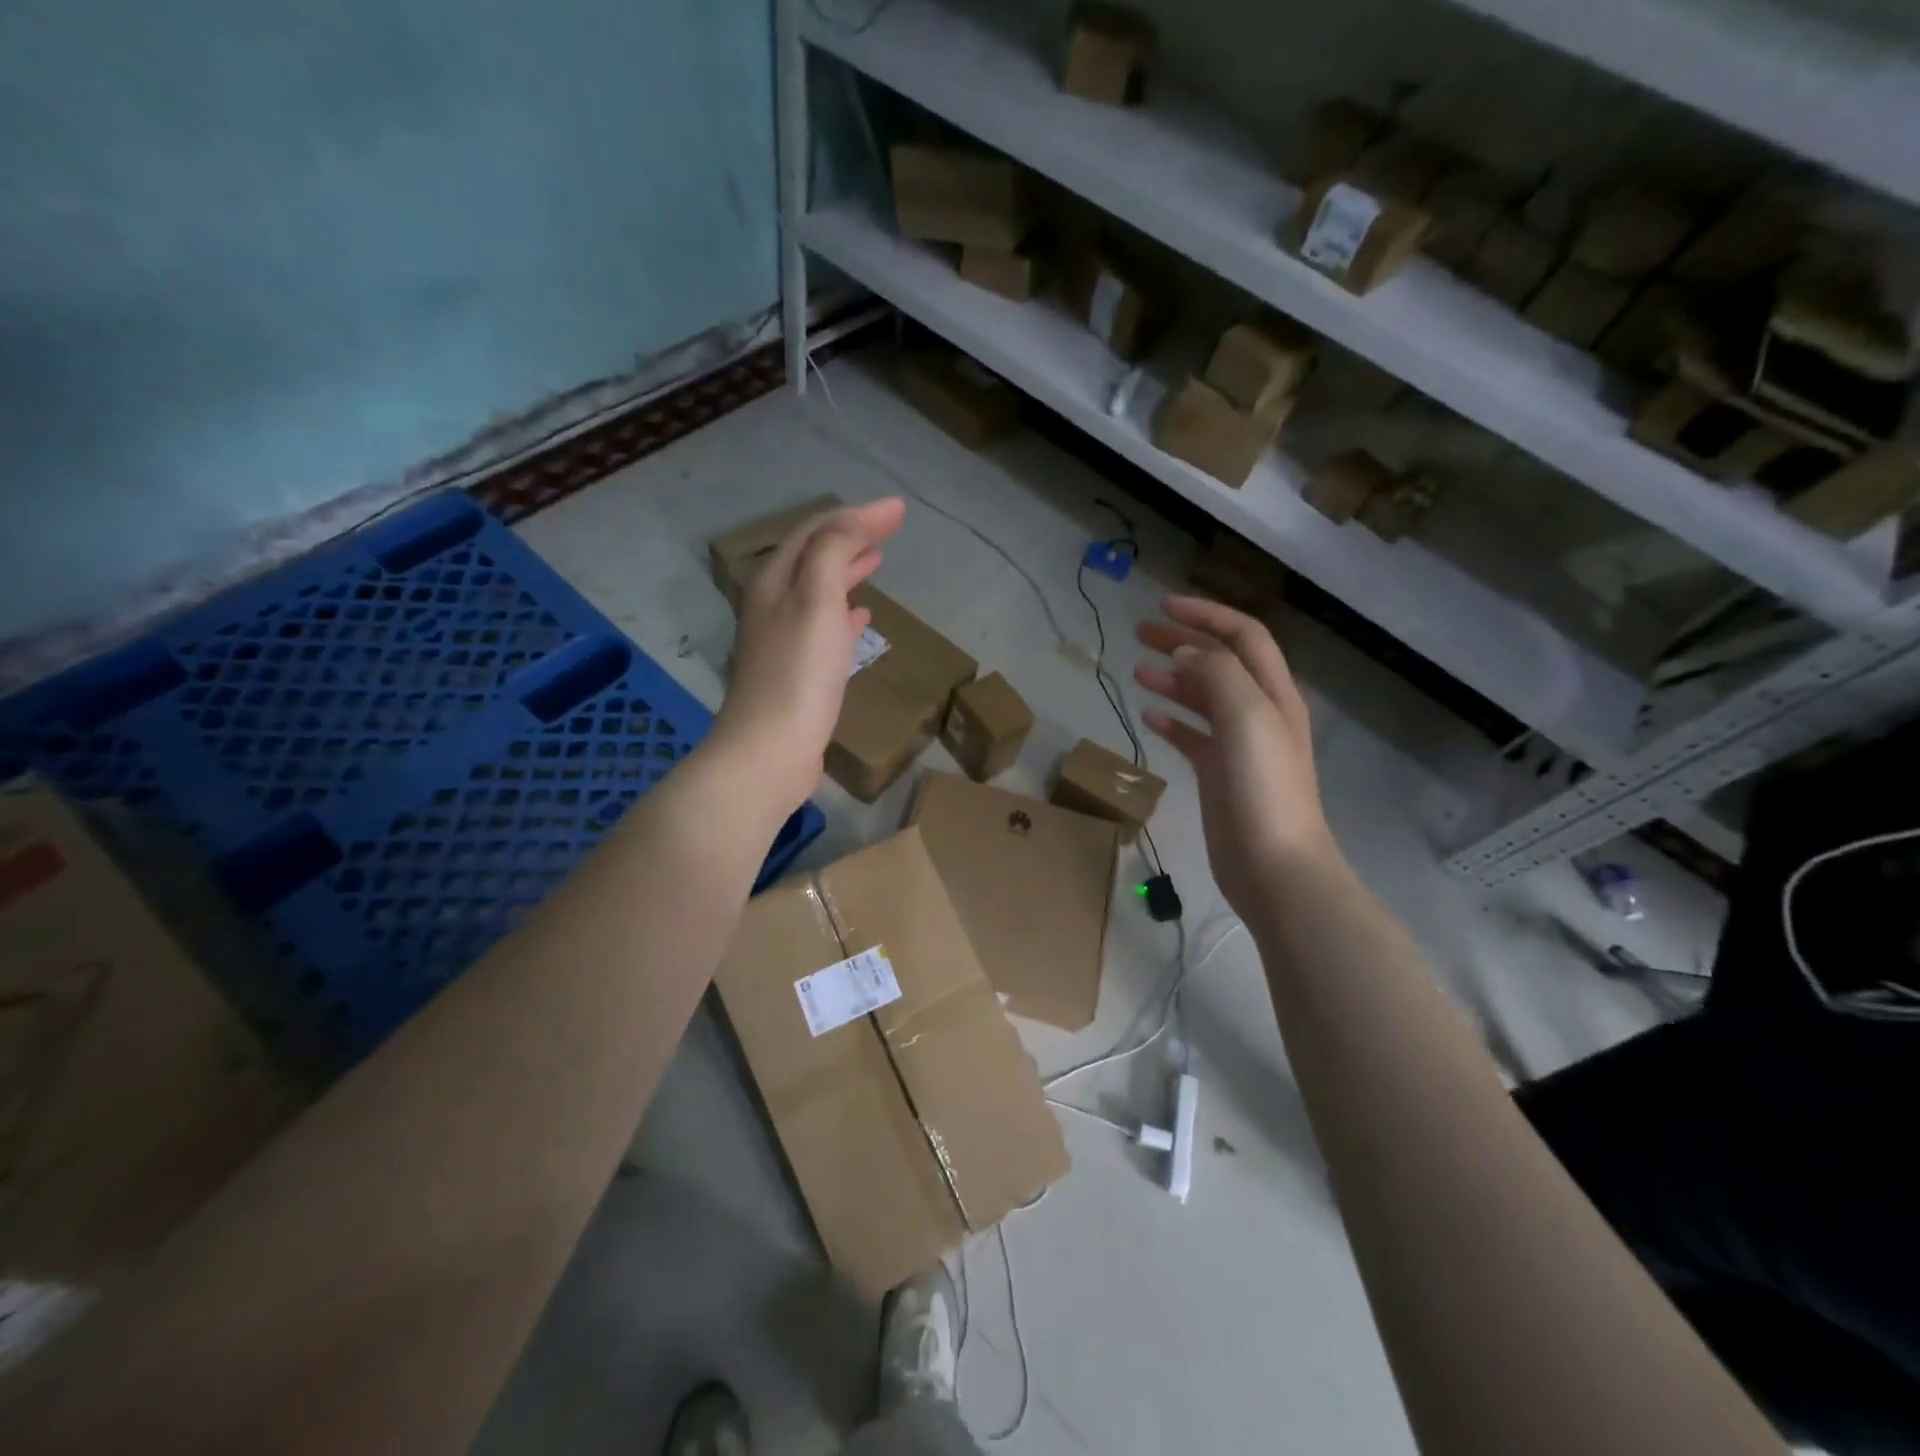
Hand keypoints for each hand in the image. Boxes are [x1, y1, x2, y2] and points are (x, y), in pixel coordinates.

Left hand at [713, 498, 906, 811]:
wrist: (772, 749)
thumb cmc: (798, 672)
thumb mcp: (817, 599)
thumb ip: (833, 552)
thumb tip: (855, 518)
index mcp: (775, 581)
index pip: (817, 532)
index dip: (857, 516)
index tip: (899, 510)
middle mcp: (773, 604)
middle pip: (814, 558)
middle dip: (851, 538)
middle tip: (889, 528)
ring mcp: (783, 639)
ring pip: (819, 591)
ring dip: (847, 571)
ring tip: (876, 561)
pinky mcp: (796, 671)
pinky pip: (824, 627)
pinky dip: (844, 613)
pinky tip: (861, 618)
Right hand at [1134, 595, 1334, 915]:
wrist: (1274, 866)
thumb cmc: (1264, 788)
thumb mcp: (1246, 717)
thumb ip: (1216, 674)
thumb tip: (1182, 651)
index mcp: (1273, 693)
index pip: (1243, 636)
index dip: (1206, 615)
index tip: (1162, 605)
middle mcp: (1259, 712)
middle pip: (1220, 662)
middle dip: (1183, 640)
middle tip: (1139, 632)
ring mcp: (1240, 745)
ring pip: (1203, 698)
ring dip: (1173, 678)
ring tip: (1137, 670)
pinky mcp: (1220, 774)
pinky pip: (1193, 736)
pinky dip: (1172, 721)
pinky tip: (1148, 717)